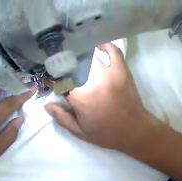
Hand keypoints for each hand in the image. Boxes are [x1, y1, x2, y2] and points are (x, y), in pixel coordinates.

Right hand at [45, 43, 163, 154]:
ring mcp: (109, 73)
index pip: (59, 80)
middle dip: (64, 64)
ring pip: (89, 55)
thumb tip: (47, 105)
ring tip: (75, 55)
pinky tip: (98, 46)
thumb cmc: (106, 133)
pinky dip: (105, 45)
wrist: (135, 131)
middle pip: (72, 64)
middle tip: (62, 67)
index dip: (52, 78)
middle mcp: (92, 81)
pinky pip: (113, 51)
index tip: (50, 78)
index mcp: (79, 97)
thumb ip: (61, 118)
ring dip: (80, 55)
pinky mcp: (121, 70)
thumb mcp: (80, 132)